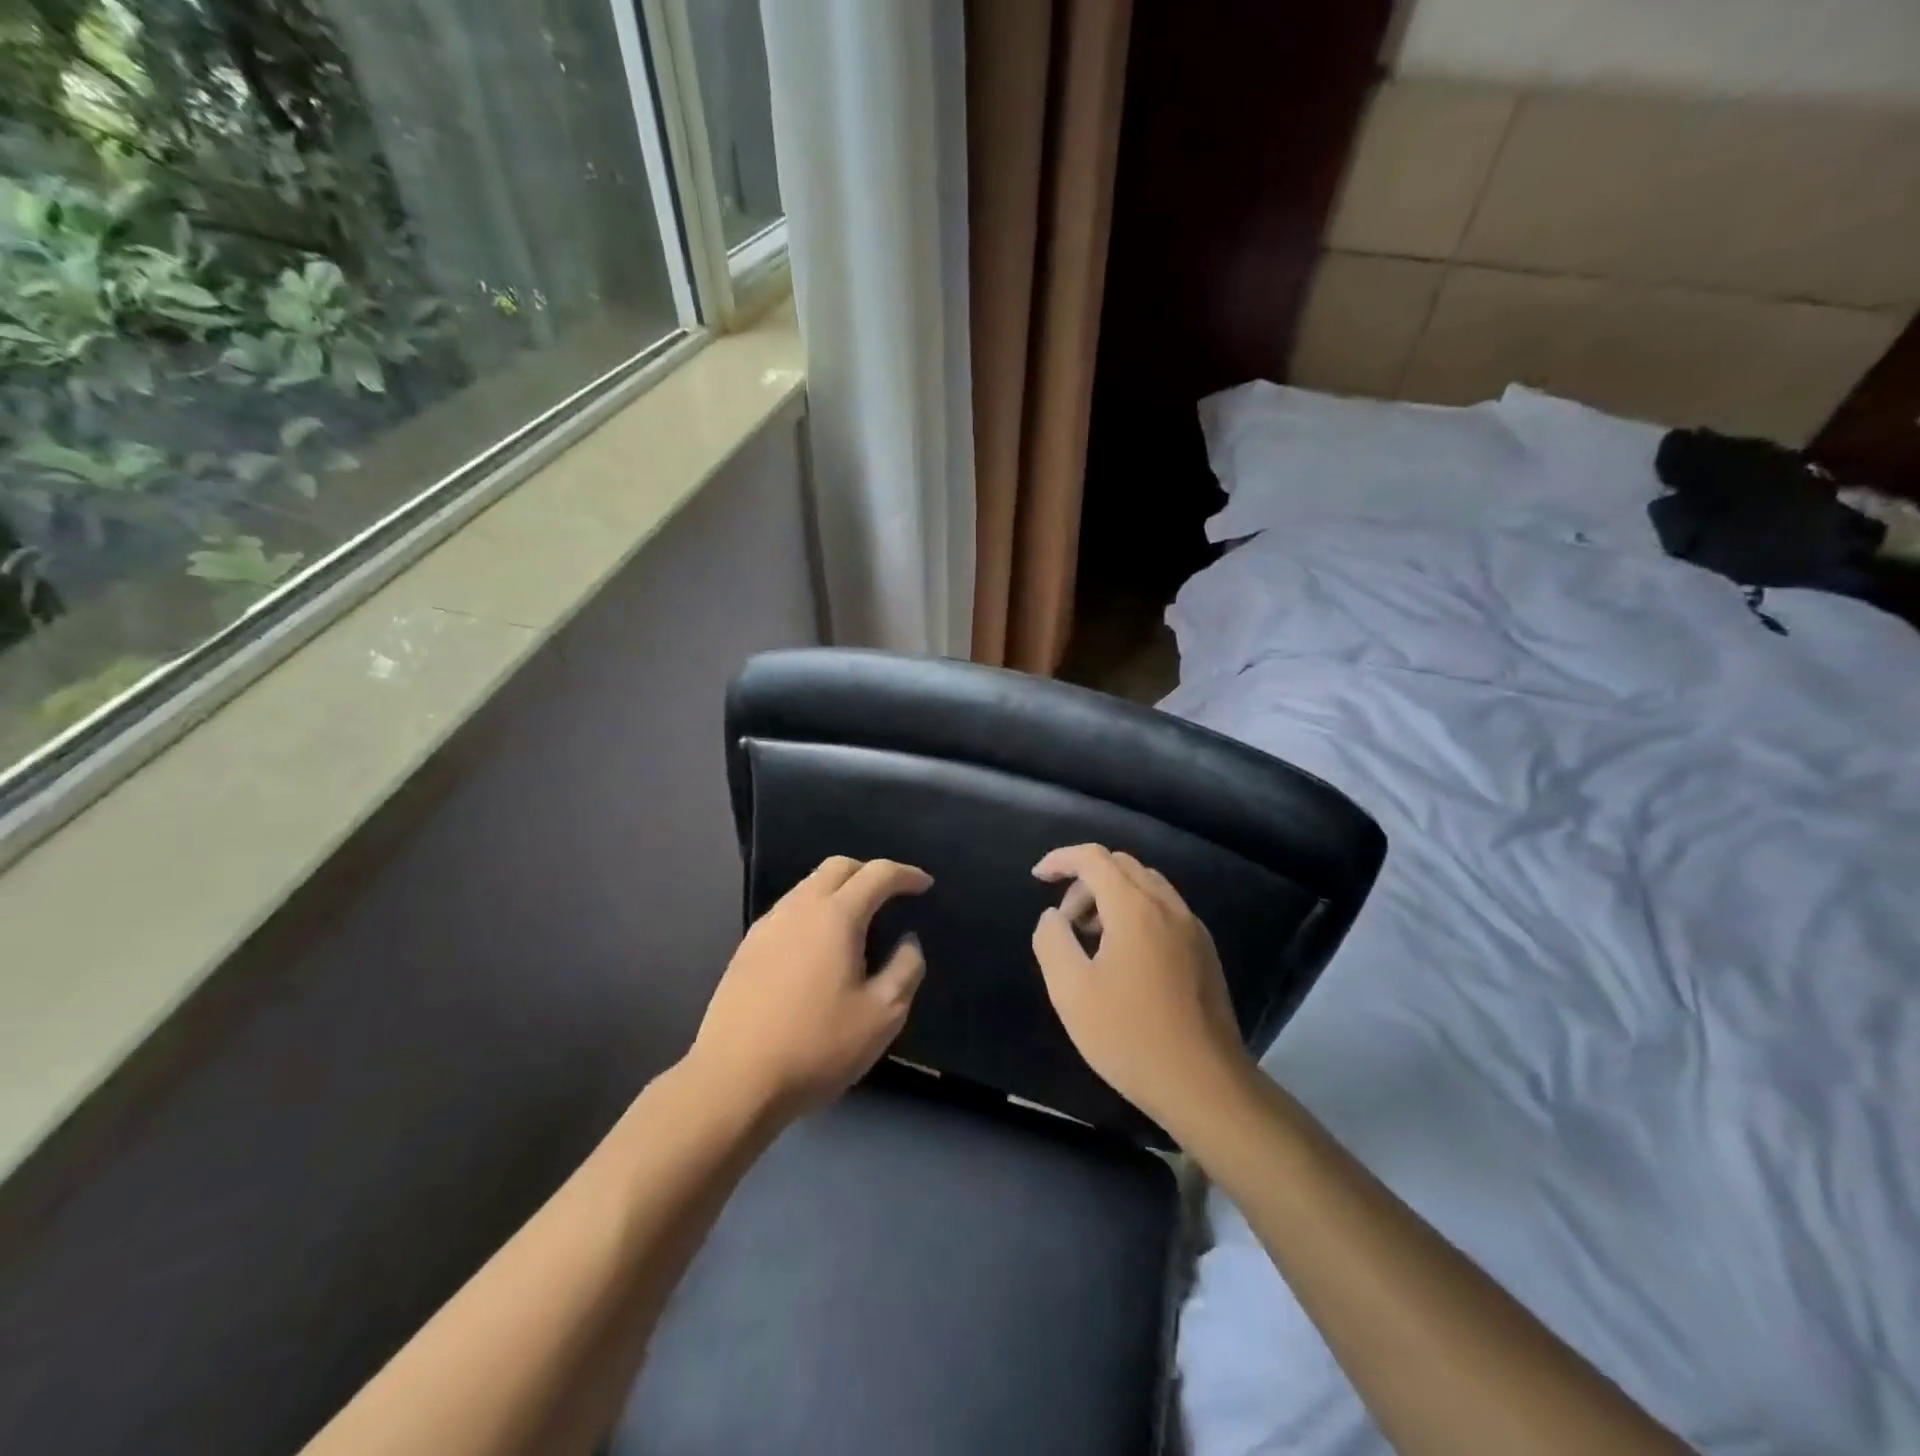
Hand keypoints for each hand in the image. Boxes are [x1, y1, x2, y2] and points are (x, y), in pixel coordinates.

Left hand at [688, 856, 931, 1122]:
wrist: (733, 1080)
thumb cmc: (816, 1047)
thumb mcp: (882, 1016)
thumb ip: (905, 970)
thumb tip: (908, 942)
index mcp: (836, 916)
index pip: (877, 874)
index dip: (906, 874)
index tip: (924, 885)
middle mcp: (799, 908)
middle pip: (838, 867)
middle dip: (869, 871)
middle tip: (891, 894)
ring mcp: (767, 926)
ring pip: (809, 886)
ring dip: (839, 889)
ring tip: (857, 920)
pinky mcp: (746, 948)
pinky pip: (789, 910)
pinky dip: (814, 910)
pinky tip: (819, 945)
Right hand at [1031, 844, 1252, 1135]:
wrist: (1205, 1085)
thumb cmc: (1129, 1036)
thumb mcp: (1071, 992)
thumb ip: (1052, 942)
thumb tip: (1054, 917)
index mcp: (1135, 908)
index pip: (1094, 858)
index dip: (1061, 859)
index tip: (1037, 877)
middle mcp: (1168, 906)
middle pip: (1122, 866)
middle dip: (1085, 881)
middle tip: (1065, 922)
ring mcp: (1192, 928)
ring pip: (1146, 885)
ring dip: (1111, 896)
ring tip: (1091, 940)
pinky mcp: (1204, 951)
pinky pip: (1164, 909)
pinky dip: (1135, 912)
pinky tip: (1124, 957)